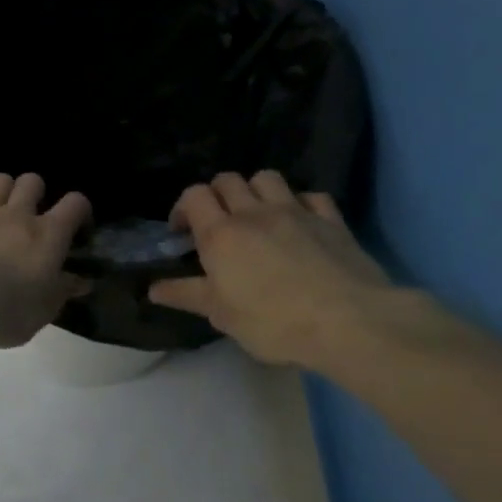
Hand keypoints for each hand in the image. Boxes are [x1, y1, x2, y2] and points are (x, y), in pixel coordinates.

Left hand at [0, 174, 92, 348]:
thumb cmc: (5, 311)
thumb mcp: (43, 311)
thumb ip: (62, 291)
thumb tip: (81, 282)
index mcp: (47, 235)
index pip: (75, 204)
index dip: (79, 209)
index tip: (76, 225)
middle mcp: (16, 215)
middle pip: (32, 181)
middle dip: (34, 191)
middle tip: (29, 213)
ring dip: (0, 190)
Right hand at [147, 171, 393, 367]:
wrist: (349, 323)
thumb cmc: (272, 321)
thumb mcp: (220, 314)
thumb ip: (186, 295)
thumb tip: (153, 289)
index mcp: (220, 234)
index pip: (193, 196)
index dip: (183, 208)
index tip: (183, 233)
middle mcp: (254, 213)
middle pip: (227, 180)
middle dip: (216, 195)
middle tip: (218, 224)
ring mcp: (296, 212)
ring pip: (267, 178)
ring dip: (255, 191)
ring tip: (256, 217)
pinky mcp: (332, 220)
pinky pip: (310, 195)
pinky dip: (299, 203)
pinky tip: (299, 223)